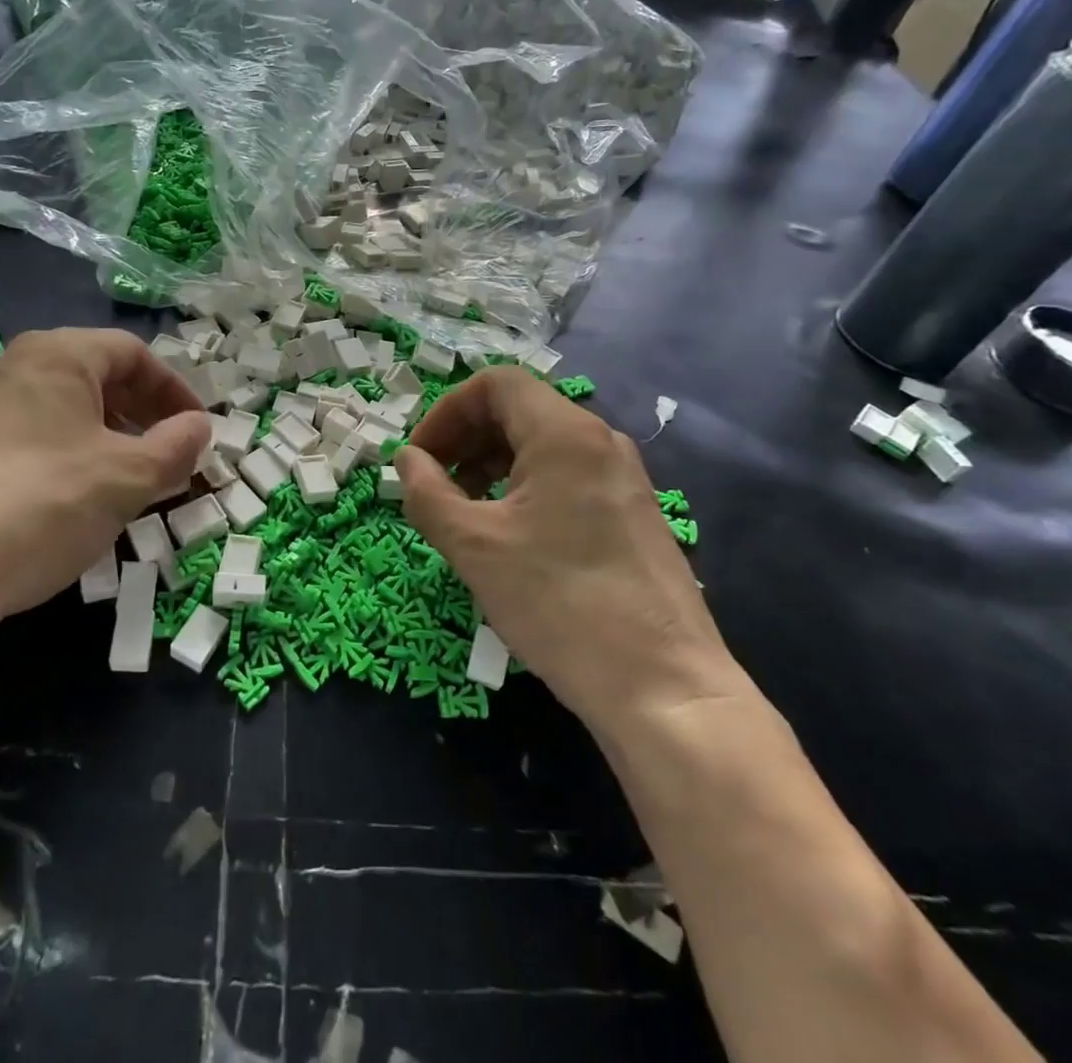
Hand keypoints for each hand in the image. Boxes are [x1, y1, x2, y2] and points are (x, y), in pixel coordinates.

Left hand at [0, 328, 209, 630]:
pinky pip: (34, 437)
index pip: (133, 353)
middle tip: (170, 455)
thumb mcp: (127, 477)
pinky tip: (79, 500)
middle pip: (98, 377)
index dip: (175, 389)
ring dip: (111, 438)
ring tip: (133, 481)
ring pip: (66, 410)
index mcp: (56, 355)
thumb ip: (176, 446)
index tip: (198, 429)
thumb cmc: (45, 504)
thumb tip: (201, 427)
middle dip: (144, 415)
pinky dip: (72, 456)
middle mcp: (14, 368)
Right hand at [394, 367, 739, 728]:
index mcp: (565, 433)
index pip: (495, 384)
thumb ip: (427, 493)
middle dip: (465, 438)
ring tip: (464, 511)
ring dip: (491, 464)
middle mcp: (600, 441)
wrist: (664, 688)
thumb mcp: (474, 546)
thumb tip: (407, 461)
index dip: (446, 411)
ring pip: (542, 445)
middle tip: (432, 484)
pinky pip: (567, 476)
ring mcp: (623, 478)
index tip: (419, 457)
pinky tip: (508, 534)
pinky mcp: (633, 513)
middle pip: (519, 410)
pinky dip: (524, 487)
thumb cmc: (559, 603)